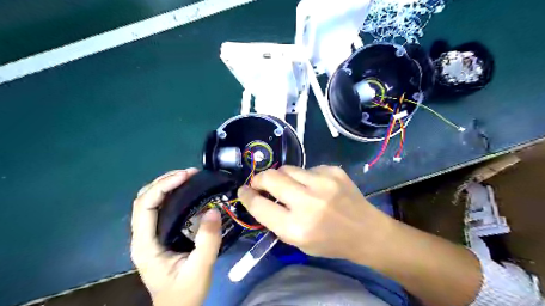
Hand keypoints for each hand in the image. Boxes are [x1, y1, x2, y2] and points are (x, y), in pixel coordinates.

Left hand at [130, 170, 221, 304]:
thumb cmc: (185, 293)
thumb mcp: (200, 269)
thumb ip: (208, 242)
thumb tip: (213, 210)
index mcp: (146, 244)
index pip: (145, 206)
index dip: (163, 186)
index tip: (186, 176)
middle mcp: (143, 236)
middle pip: (144, 199)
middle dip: (165, 181)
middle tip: (190, 174)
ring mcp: (150, 235)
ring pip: (150, 201)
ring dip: (167, 185)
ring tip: (189, 177)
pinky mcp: (159, 234)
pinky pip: (160, 208)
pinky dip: (171, 194)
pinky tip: (187, 191)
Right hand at [237, 165, 393, 262]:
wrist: (366, 232)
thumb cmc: (330, 242)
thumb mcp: (297, 242)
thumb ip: (276, 220)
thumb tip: (259, 197)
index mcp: (296, 227)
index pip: (259, 205)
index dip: (246, 196)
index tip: (243, 191)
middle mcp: (308, 202)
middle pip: (270, 177)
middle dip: (259, 179)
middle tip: (259, 183)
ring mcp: (323, 183)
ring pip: (287, 168)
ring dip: (282, 177)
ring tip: (290, 186)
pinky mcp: (333, 171)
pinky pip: (307, 168)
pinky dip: (305, 177)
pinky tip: (315, 187)